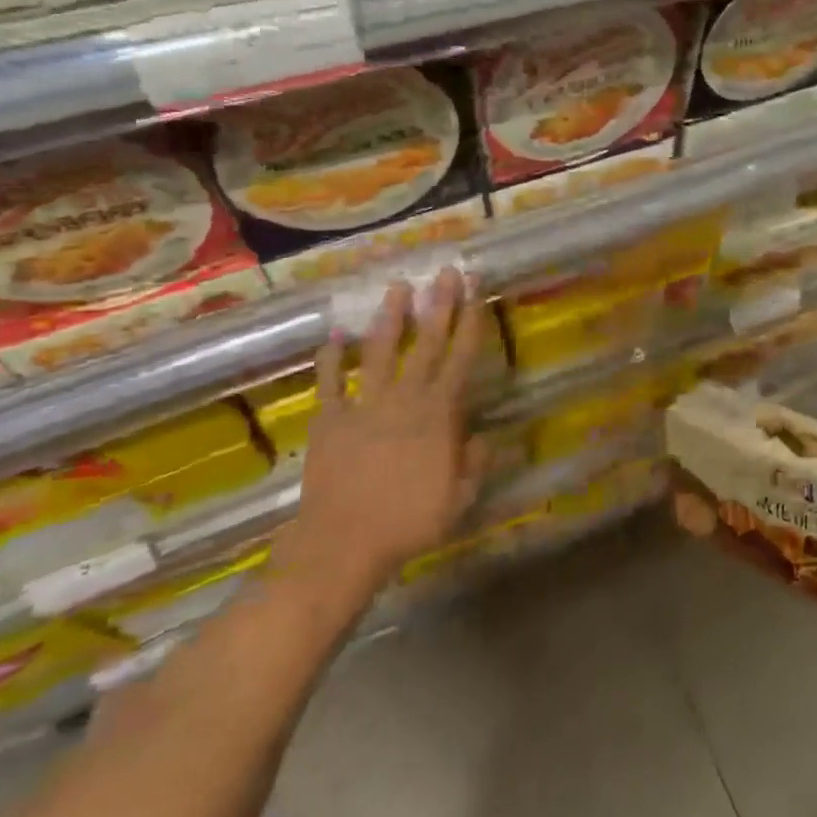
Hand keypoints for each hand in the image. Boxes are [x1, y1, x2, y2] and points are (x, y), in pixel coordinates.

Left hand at [272, 268, 487, 624]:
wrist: (343, 544)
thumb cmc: (409, 523)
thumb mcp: (459, 498)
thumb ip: (475, 462)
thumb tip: (486, 436)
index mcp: (439, 414)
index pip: (461, 358)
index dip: (470, 322)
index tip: (475, 291)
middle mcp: (405, 399)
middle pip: (426, 344)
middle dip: (438, 305)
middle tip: (444, 272)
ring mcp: (364, 406)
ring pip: (380, 353)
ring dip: (390, 319)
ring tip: (397, 287)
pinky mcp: (330, 420)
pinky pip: (329, 383)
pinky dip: (330, 359)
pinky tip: (334, 335)